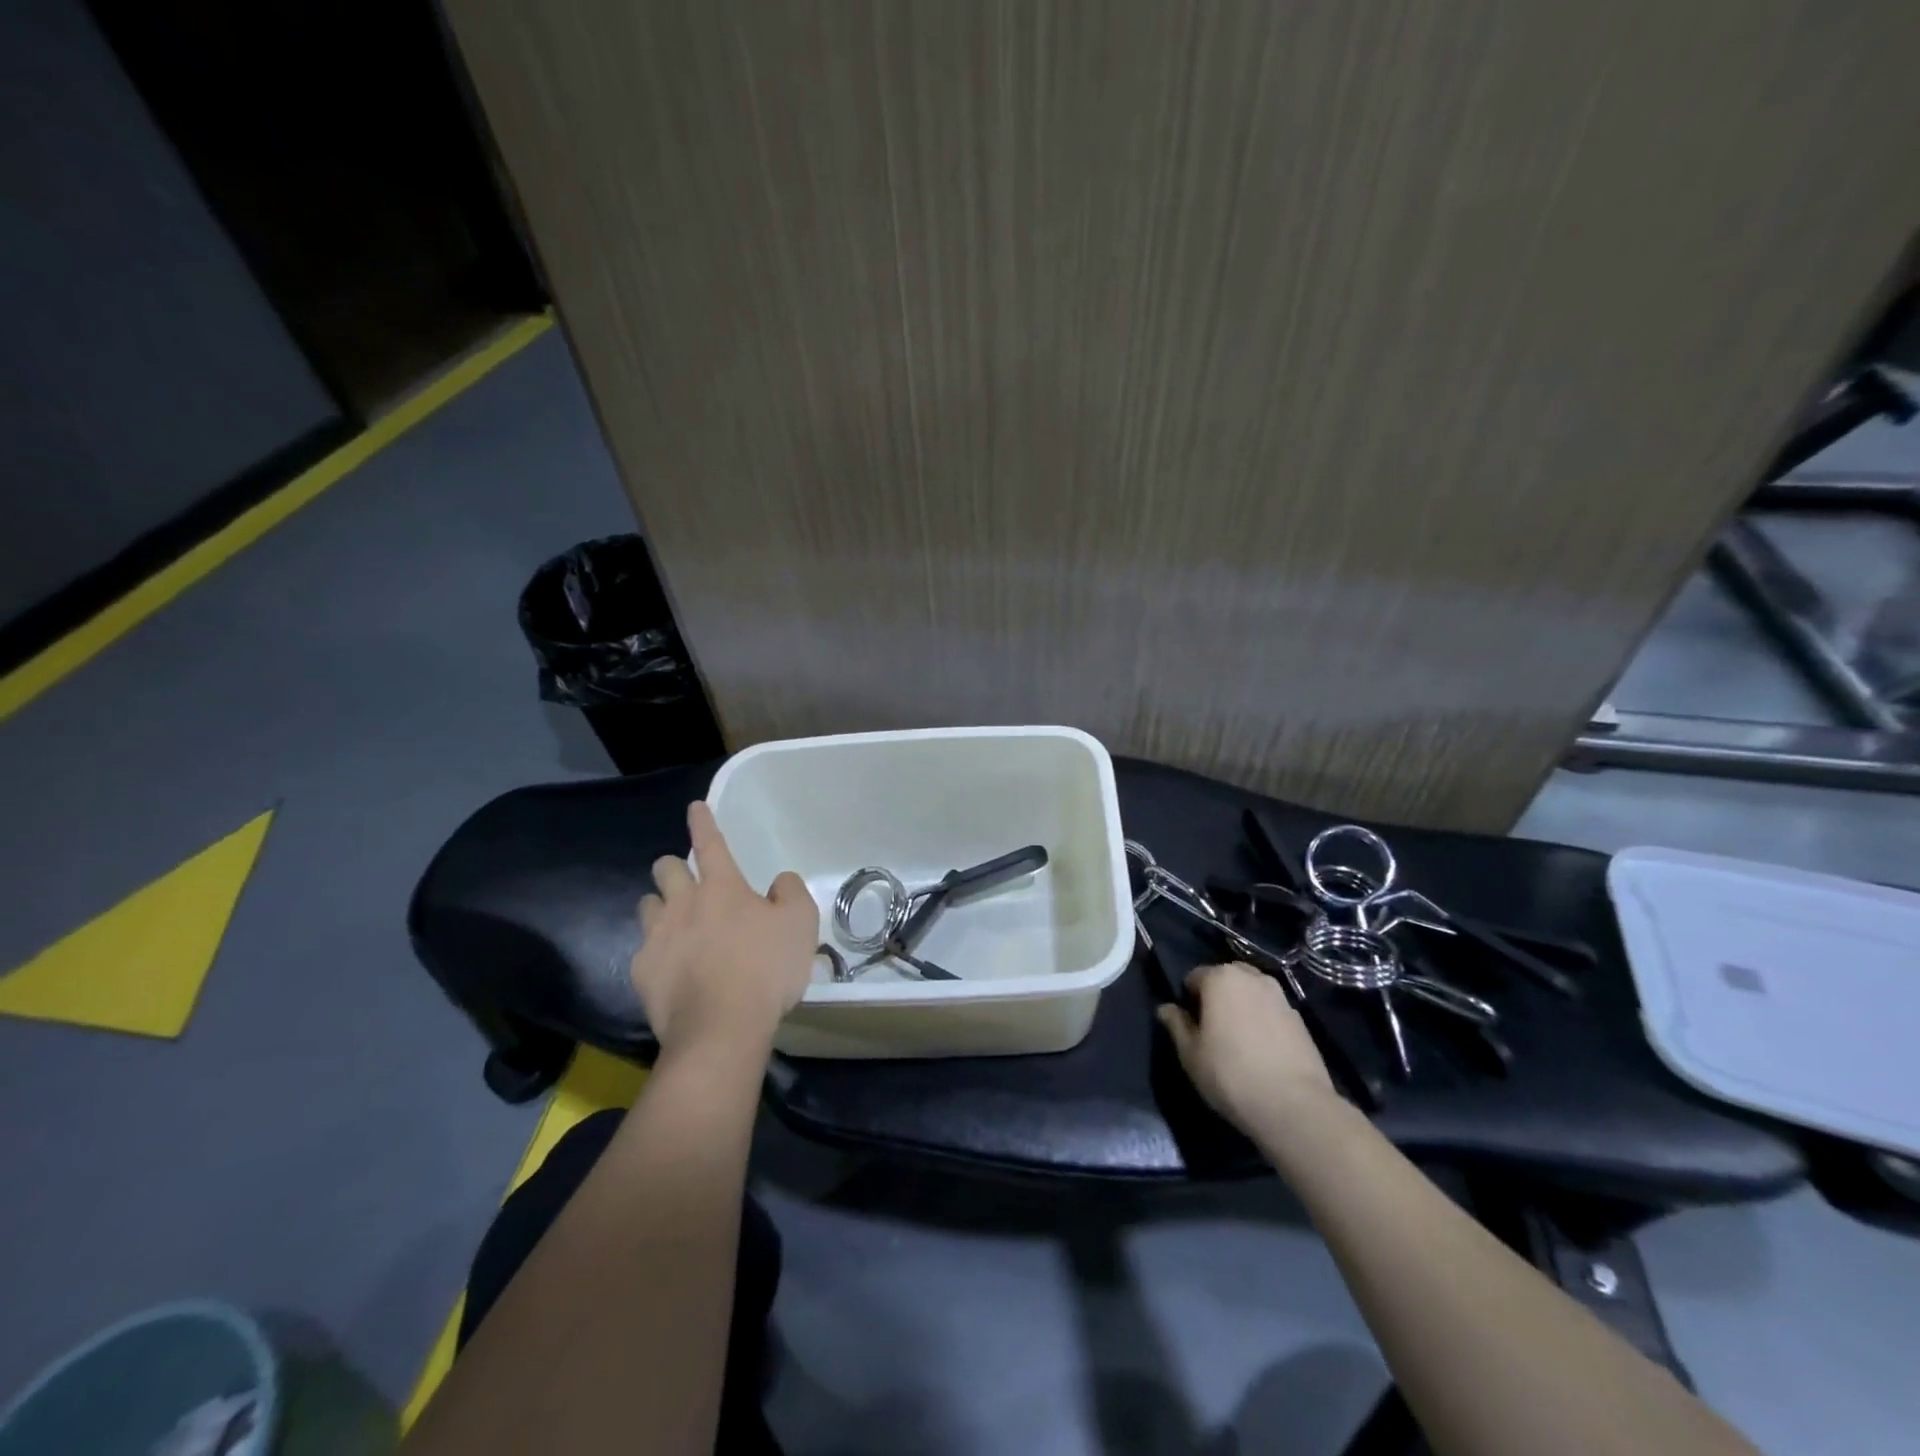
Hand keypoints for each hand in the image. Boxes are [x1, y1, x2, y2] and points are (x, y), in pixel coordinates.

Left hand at [631, 801, 818, 1054]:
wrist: (721, 1028)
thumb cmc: (766, 969)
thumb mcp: (801, 924)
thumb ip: (791, 893)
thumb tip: (778, 883)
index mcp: (722, 887)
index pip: (710, 843)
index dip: (703, 822)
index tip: (694, 807)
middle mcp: (683, 904)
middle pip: (665, 869)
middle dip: (672, 867)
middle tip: (687, 881)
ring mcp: (657, 938)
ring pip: (647, 905)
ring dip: (660, 907)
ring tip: (675, 923)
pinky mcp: (642, 972)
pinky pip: (643, 950)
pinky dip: (655, 951)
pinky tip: (670, 968)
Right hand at [1157, 963, 1337, 1134]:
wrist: (1294, 1106)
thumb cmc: (1230, 1074)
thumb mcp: (1190, 1054)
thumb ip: (1176, 1025)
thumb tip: (1166, 1008)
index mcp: (1220, 978)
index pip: (1194, 977)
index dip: (1189, 1000)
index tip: (1191, 1026)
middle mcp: (1252, 977)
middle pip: (1227, 978)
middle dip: (1218, 996)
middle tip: (1214, 1029)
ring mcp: (1280, 996)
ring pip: (1252, 992)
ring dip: (1243, 1005)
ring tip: (1240, 1040)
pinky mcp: (1301, 1019)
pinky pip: (1272, 1011)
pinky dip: (1264, 1020)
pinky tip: (1263, 1050)